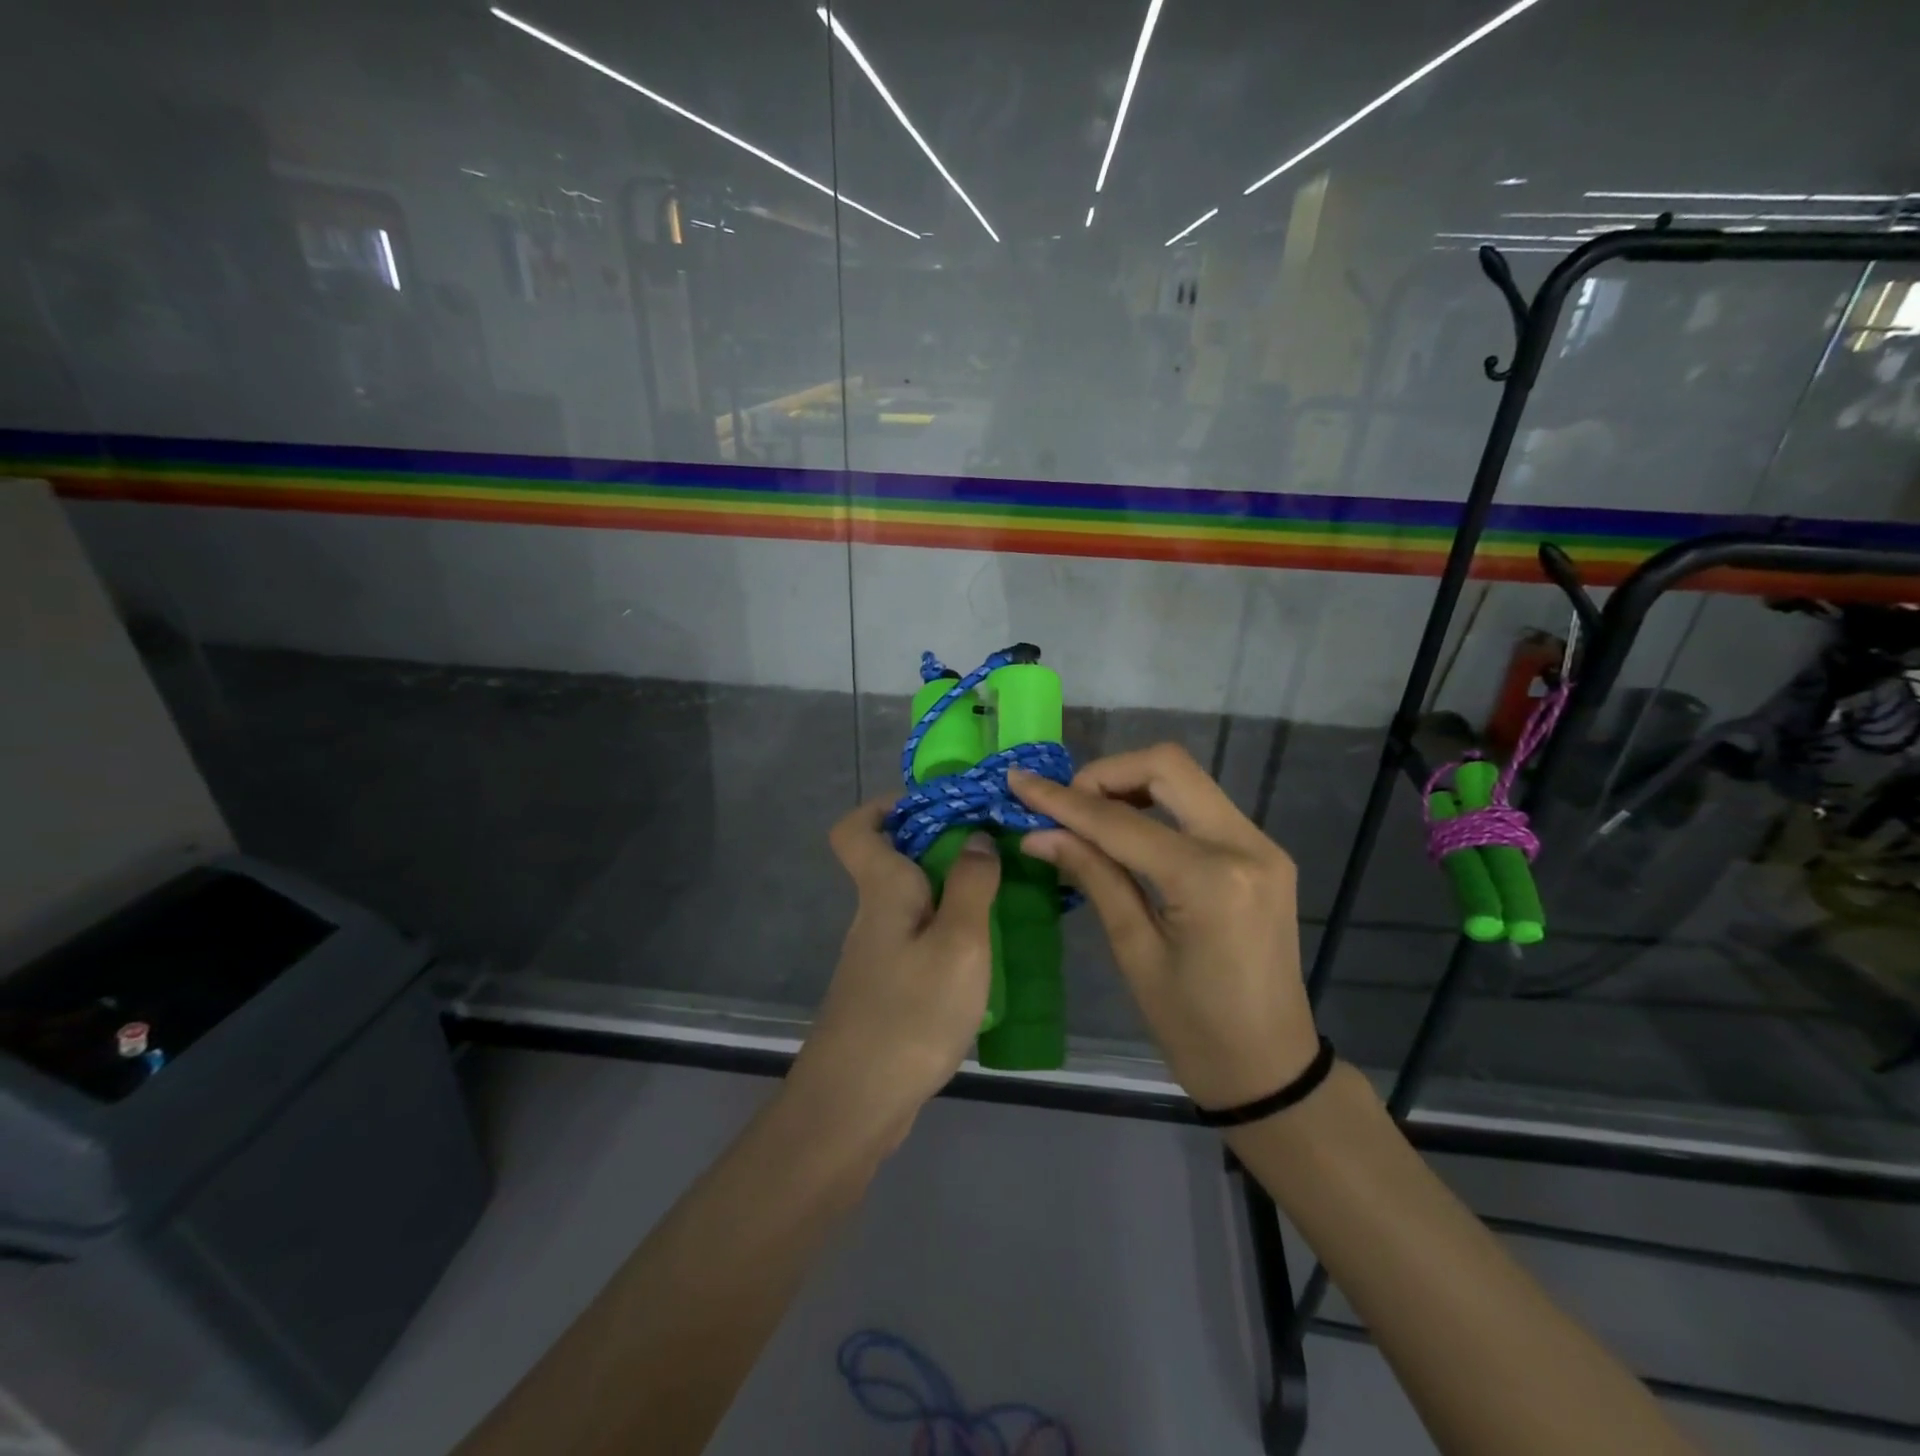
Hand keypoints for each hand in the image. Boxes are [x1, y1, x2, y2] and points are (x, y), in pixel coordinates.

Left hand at [789, 798, 1000, 1151]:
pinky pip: (919, 941)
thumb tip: (975, 837)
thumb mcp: (958, 943)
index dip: (884, 807)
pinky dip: (948, 934)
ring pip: (911, 904)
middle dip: (941, 848)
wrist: (856, 1105)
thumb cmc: (910, 1013)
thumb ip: (970, 885)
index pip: (856, 829)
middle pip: (893, 862)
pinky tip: (984, 955)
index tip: (935, 806)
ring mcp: (877, 956)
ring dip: (951, 893)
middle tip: (995, 852)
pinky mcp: (887, 990)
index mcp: (882, 890)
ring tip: (1004, 899)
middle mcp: (873, 915)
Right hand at [1010, 745, 1318, 1110]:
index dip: (1063, 800)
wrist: (1272, 1069)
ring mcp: (1262, 845)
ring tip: (1088, 817)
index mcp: (1210, 880)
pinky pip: (1201, 806)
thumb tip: (1038, 833)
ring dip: (1131, 784)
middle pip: (1168, 766)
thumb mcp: (1134, 952)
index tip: (1019, 781)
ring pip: (1186, 779)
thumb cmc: (1194, 1029)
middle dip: (1105, 774)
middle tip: (1065, 806)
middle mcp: (1245, 845)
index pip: (1121, 820)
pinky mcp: (1263, 853)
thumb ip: (1093, 876)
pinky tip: (1127, 831)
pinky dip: (1157, 806)